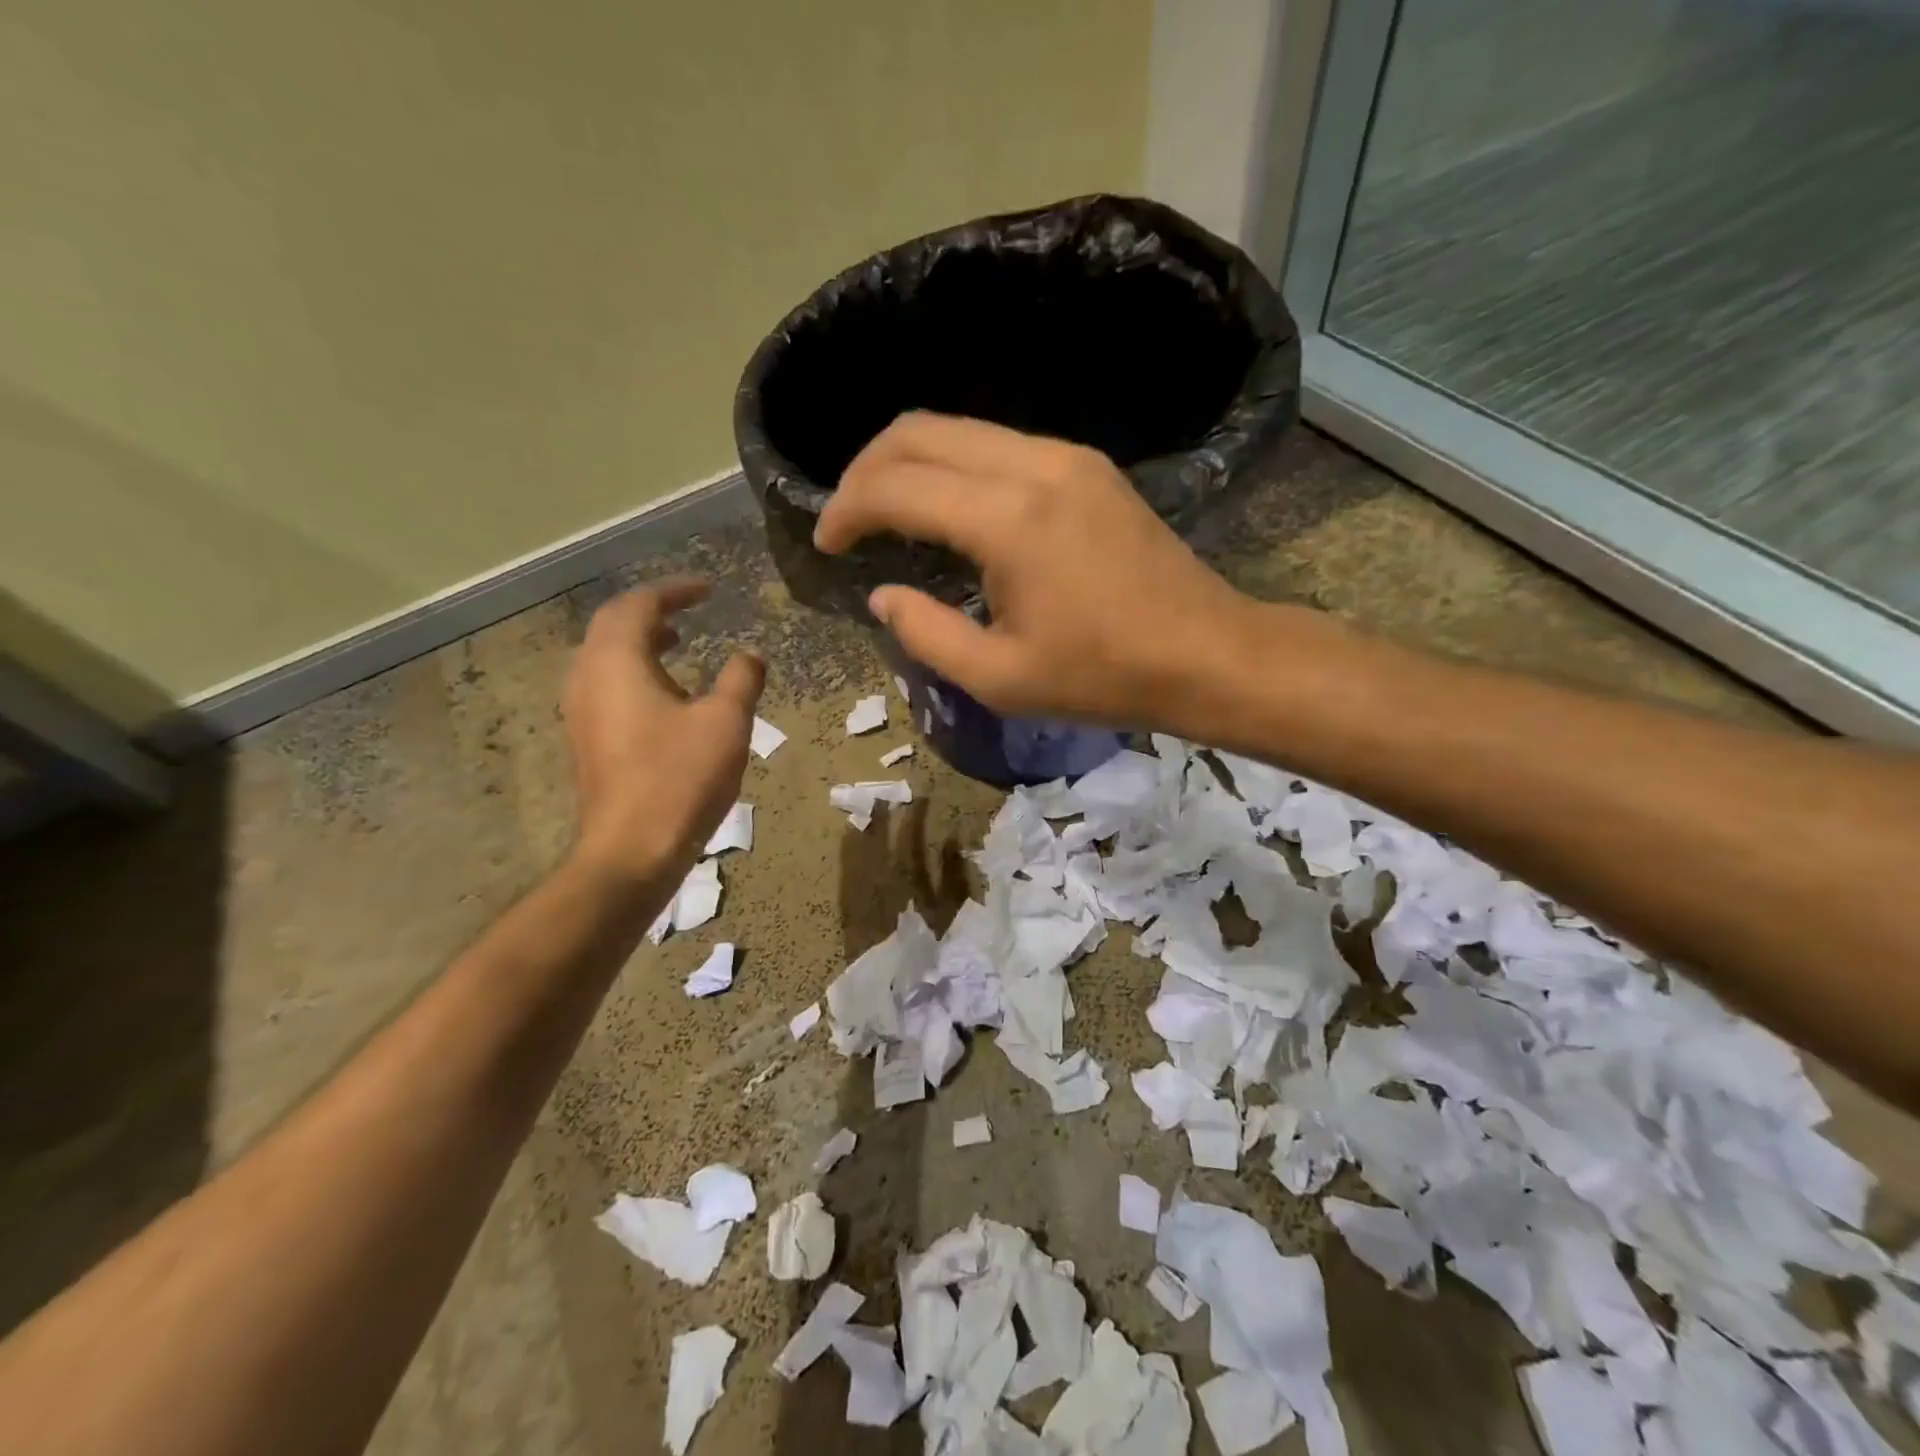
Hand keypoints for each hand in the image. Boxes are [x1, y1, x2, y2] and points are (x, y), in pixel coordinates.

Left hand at [563, 580, 764, 884]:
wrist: (632, 849)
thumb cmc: (680, 777)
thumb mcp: (726, 721)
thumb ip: (741, 678)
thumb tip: (750, 655)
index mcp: (616, 662)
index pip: (639, 605)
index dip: (675, 591)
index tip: (708, 589)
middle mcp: (587, 678)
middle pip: (613, 625)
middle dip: (652, 611)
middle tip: (690, 609)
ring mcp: (580, 712)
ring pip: (605, 657)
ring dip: (641, 642)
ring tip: (678, 643)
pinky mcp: (586, 740)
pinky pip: (606, 685)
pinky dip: (635, 672)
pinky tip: (667, 695)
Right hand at [813, 412, 1257, 731]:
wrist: (1205, 653)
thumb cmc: (1102, 676)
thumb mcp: (999, 677)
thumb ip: (926, 634)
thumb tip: (882, 595)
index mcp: (1007, 520)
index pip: (897, 486)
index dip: (847, 509)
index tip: (826, 543)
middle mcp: (1033, 465)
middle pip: (920, 432)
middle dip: (867, 469)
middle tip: (847, 518)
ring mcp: (1066, 456)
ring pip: (959, 429)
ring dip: (910, 462)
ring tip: (887, 511)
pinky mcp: (1087, 466)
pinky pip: (998, 444)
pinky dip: (954, 466)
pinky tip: (948, 509)